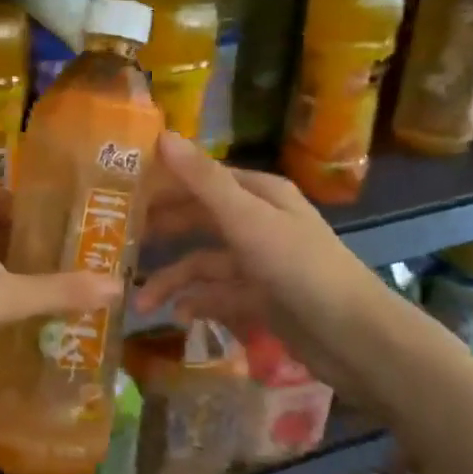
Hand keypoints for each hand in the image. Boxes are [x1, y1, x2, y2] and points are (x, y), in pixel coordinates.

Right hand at [134, 133, 389, 400]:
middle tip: (117, 243)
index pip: (201, 178)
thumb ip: (202, 181)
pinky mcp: (260, 298)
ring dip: (173, 280)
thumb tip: (161, 135)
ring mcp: (259, 262)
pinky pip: (218, 294)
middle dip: (161, 232)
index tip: (119, 192)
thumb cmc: (299, 268)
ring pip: (203, 263)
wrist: (355, 338)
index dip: (163, 183)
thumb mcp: (247, 220)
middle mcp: (258, 222)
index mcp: (259, 194)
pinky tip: (178, 316)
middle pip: (198, 220)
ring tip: (142, 302)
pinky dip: (197, 303)